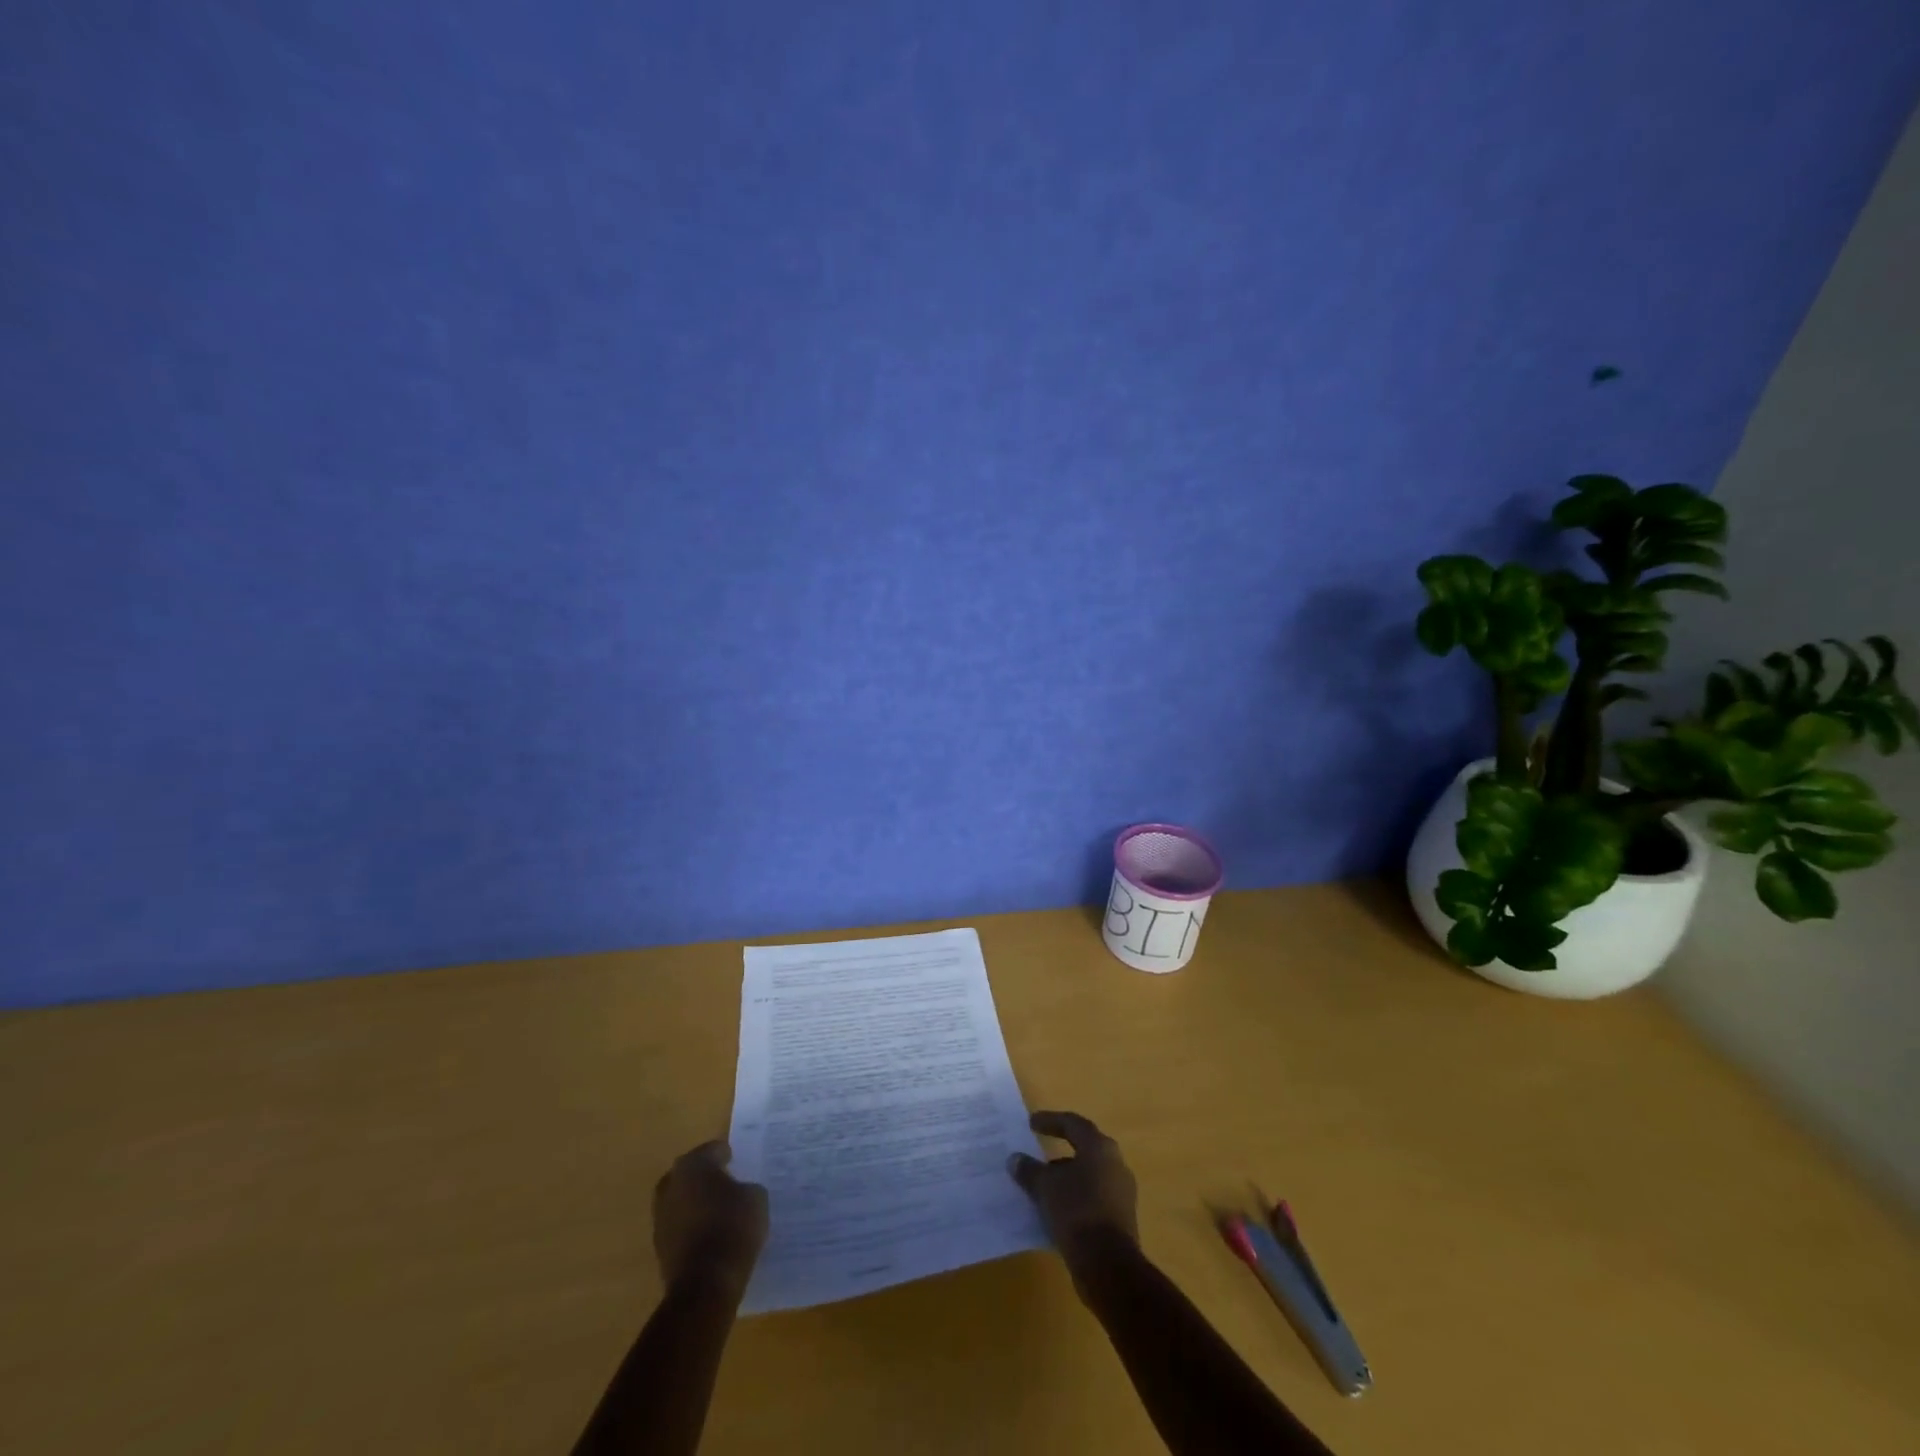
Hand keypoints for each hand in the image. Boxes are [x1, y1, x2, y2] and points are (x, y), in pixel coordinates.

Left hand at [652, 1140, 768, 1297]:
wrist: (706, 1283)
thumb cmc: (733, 1227)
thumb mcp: (756, 1197)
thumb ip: (746, 1186)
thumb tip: (740, 1192)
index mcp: (693, 1165)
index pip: (711, 1150)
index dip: (726, 1155)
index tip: (737, 1160)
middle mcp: (671, 1185)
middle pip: (690, 1174)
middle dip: (705, 1177)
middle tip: (726, 1183)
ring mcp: (661, 1217)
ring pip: (682, 1201)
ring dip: (697, 1203)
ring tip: (719, 1210)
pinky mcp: (659, 1247)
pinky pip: (680, 1226)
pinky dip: (693, 1226)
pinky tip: (711, 1233)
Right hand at [1007, 1110, 1138, 1269]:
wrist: (1108, 1265)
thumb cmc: (1076, 1211)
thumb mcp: (1045, 1187)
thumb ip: (1029, 1170)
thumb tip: (1014, 1159)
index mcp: (1100, 1147)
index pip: (1073, 1124)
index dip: (1050, 1120)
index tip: (1031, 1123)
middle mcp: (1115, 1164)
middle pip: (1083, 1149)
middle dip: (1058, 1151)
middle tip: (1037, 1153)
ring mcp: (1120, 1193)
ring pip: (1088, 1176)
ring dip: (1065, 1178)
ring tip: (1040, 1186)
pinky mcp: (1120, 1219)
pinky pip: (1092, 1199)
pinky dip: (1073, 1199)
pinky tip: (1054, 1210)